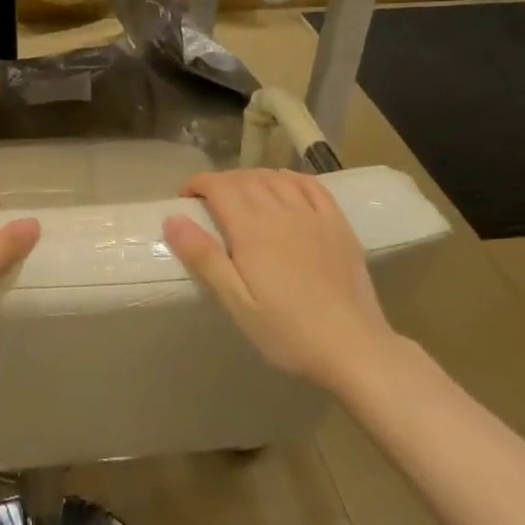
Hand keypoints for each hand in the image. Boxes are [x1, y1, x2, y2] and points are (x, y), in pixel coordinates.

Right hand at [163, 169, 404, 390]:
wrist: (353, 346)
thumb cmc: (286, 331)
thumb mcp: (236, 302)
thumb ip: (204, 257)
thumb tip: (172, 218)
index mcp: (252, 229)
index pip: (220, 186)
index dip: (199, 184)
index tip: (186, 198)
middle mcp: (282, 211)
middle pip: (246, 179)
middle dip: (222, 182)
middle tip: (209, 202)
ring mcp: (314, 215)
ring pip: (277, 178)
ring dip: (253, 178)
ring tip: (243, 195)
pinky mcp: (338, 225)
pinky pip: (311, 186)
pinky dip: (291, 178)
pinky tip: (285, 185)